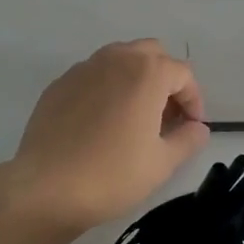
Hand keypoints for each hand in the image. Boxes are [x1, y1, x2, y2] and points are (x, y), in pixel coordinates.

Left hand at [2, 40, 209, 232]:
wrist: (45, 189)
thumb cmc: (112, 174)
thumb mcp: (162, 163)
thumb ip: (188, 139)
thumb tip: (198, 128)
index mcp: (147, 72)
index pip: (183, 74)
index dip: (193, 100)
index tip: (191, 127)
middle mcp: (116, 59)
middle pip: (152, 54)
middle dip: (165, 79)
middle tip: (166, 115)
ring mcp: (83, 69)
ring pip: (120, 59)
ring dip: (136, 78)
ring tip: (135, 115)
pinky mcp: (59, 84)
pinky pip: (93, 75)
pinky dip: (107, 88)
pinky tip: (101, 122)